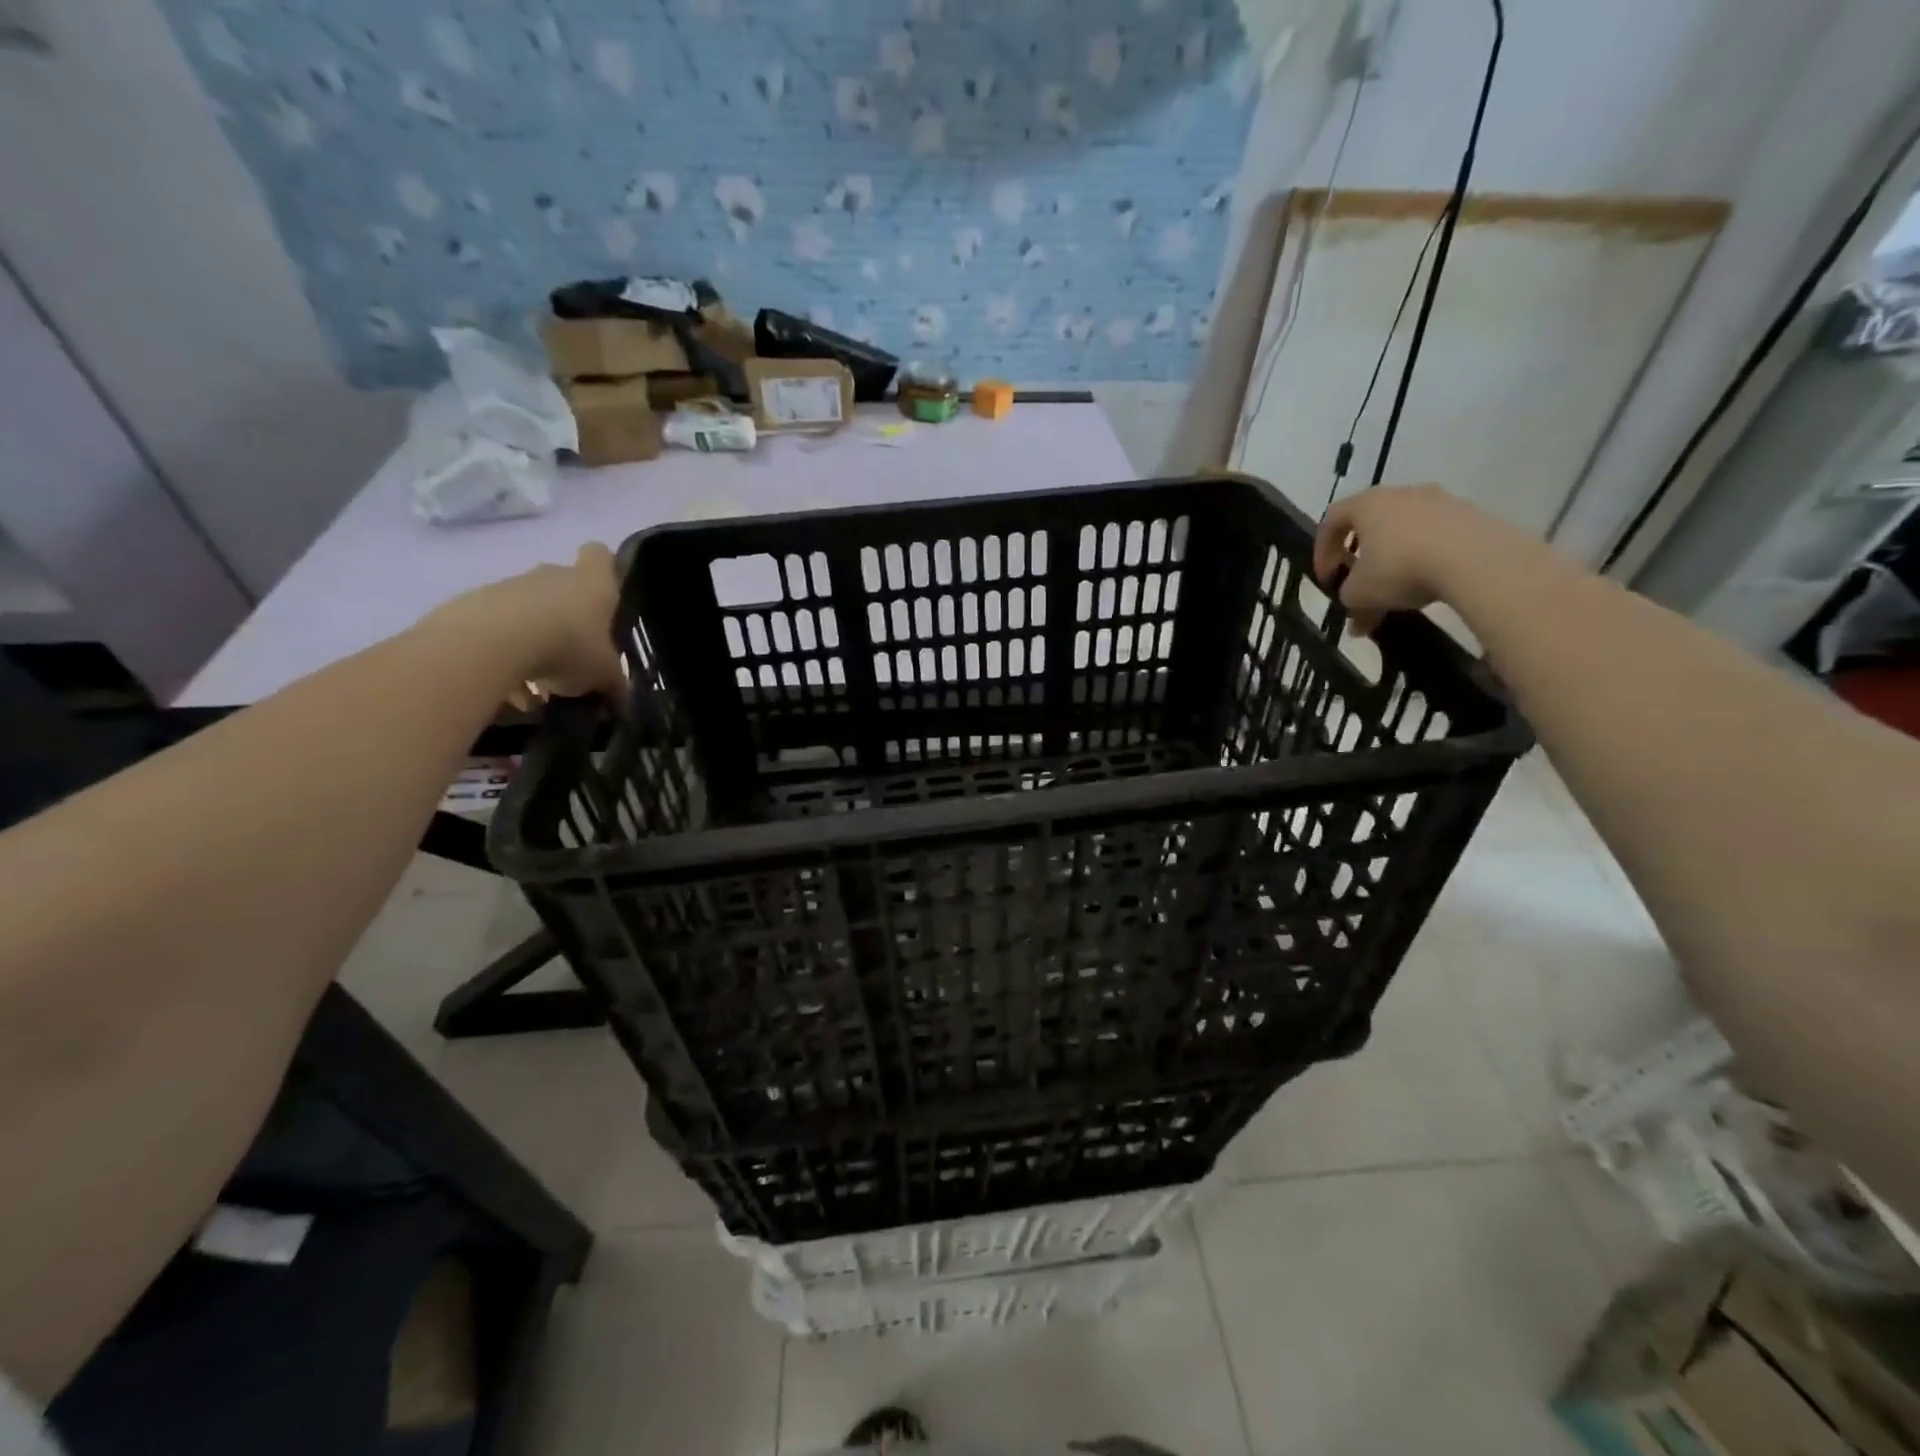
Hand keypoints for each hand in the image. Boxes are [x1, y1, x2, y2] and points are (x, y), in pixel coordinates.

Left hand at [432, 543, 626, 702]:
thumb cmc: (569, 646)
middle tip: (573, 657)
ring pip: (529, 612)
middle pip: (563, 587)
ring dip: (534, 642)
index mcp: (592, 583)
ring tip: (538, 684)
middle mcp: (552, 576)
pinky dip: (505, 656)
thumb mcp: (604, 673)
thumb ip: (615, 682)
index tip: (605, 596)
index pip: (601, 556)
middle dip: (567, 620)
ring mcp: (511, 587)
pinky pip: (498, 630)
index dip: (604, 569)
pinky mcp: (475, 604)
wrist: (493, 642)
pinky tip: (510, 688)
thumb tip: (621, 696)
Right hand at [1312, 484, 1500, 634]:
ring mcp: (1439, 501)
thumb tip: (1356, 618)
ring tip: (1396, 589)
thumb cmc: (1400, 568)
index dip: (1322, 551)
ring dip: (1394, 557)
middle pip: (1370, 522)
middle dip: (1360, 555)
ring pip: (1404, 529)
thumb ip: (1349, 600)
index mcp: (1366, 504)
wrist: (1476, 559)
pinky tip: (1429, 583)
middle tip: (1359, 582)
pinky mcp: (1470, 514)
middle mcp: (1401, 493)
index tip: (1327, 579)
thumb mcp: (1360, 593)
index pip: (1331, 520)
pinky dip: (1425, 557)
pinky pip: (1436, 536)